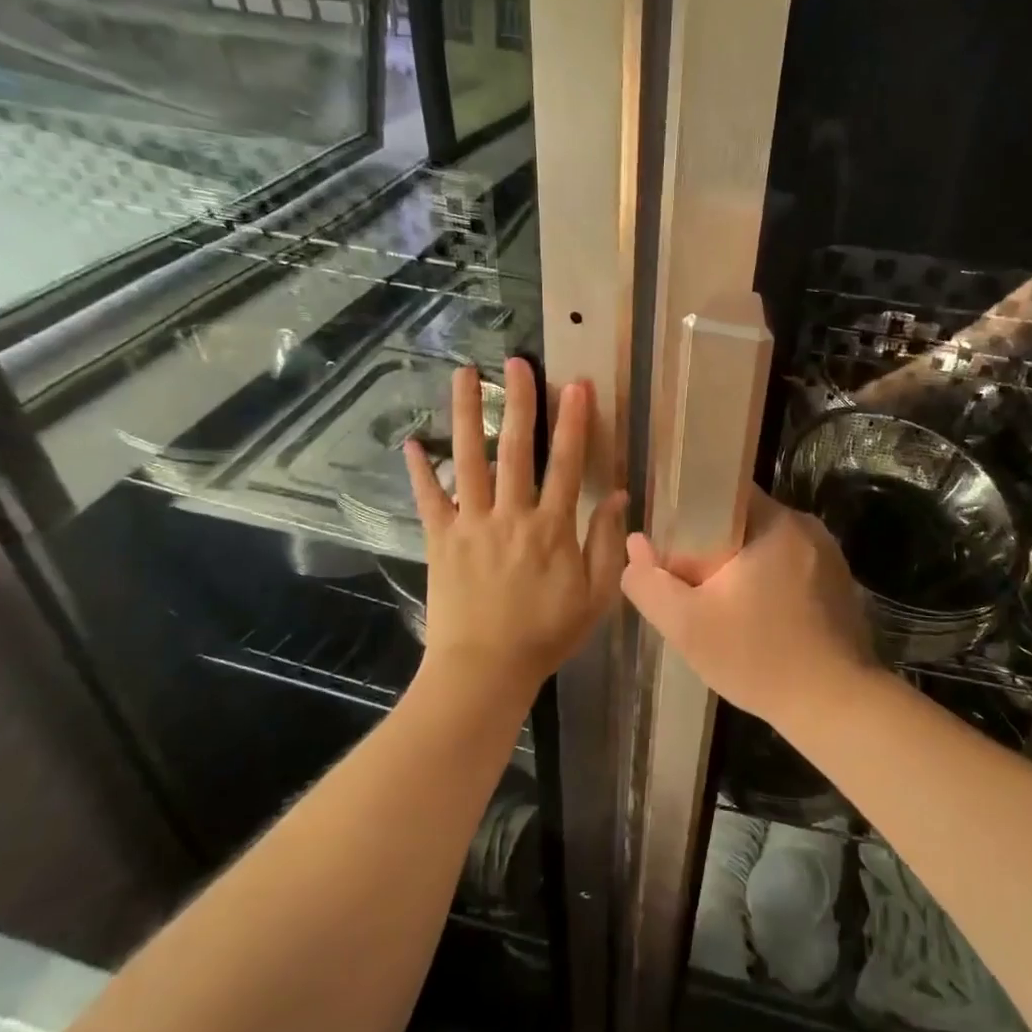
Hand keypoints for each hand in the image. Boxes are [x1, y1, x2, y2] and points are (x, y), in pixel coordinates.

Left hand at [404, 358, 626, 697]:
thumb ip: (608, 543)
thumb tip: (619, 496)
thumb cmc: (546, 634)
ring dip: (467, 415)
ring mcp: (471, 524)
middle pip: (515, 450)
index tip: (576, 386)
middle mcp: (511, 515)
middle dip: (519, 402)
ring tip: (463, 375)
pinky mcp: (441, 540)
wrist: (485, 669)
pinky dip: (419, 471)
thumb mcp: (596, 595)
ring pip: (469, 461)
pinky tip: (411, 442)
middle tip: (516, 362)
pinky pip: (428, 500)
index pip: (566, 464)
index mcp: (552, 527)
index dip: (573, 423)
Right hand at [621, 491, 878, 729]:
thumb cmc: (758, 658)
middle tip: (692, 587)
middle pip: (743, 521)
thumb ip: (650, 582)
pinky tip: (757, 621)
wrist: (835, 706)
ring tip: (722, 608)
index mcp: (775, 522)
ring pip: (766, 547)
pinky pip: (790, 568)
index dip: (691, 514)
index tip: (674, 548)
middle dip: (713, 549)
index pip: (723, 493)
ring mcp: (828, 555)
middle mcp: (806, 527)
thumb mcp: (686, 625)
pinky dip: (768, 584)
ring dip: (741, 569)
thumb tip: (635, 544)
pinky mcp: (839, 583)